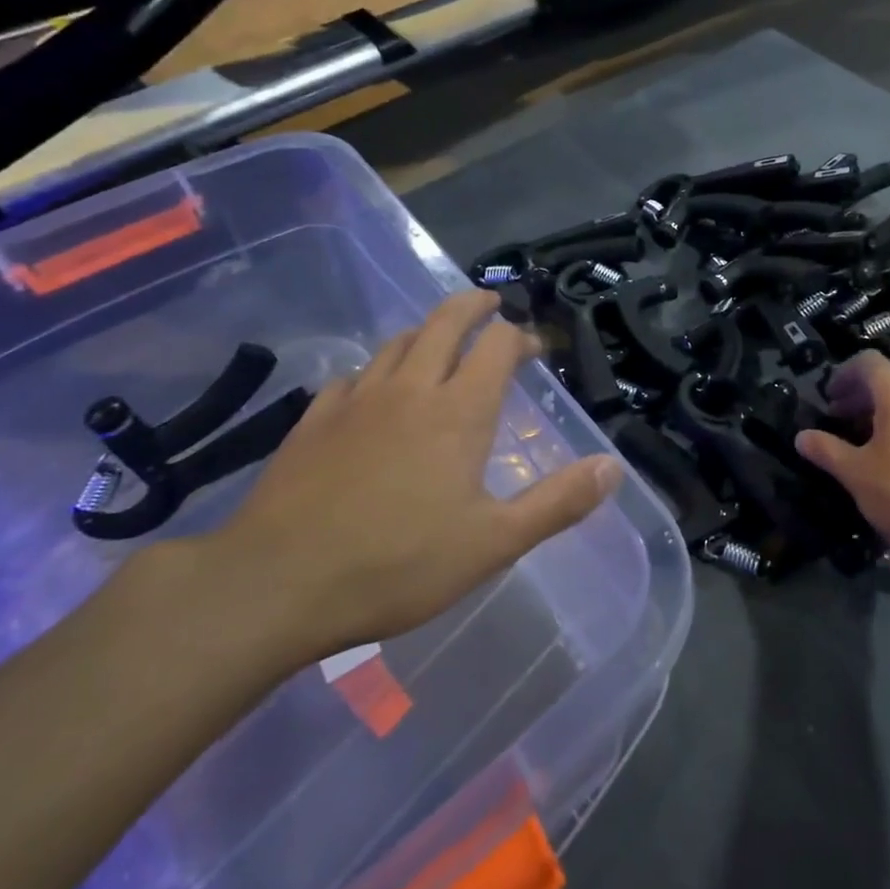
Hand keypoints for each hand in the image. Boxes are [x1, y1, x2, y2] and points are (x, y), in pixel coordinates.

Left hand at [202, 291, 619, 669]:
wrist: (276, 583)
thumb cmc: (397, 565)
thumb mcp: (493, 543)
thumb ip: (558, 502)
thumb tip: (613, 466)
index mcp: (458, 411)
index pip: (498, 345)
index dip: (522, 337)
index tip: (535, 349)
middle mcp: (410, 388)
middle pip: (445, 322)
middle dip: (473, 306)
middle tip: (490, 304)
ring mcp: (357, 399)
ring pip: (398, 342)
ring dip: (426, 332)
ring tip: (440, 342)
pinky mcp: (314, 418)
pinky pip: (355, 375)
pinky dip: (378, 369)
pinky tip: (375, 391)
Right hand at [795, 351, 889, 579]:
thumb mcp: (855, 473)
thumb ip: (826, 449)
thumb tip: (801, 437)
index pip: (869, 362)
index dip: (843, 374)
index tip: (826, 398)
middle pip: (884, 380)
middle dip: (854, 395)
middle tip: (832, 419)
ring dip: (872, 411)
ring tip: (851, 439)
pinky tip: (879, 455)